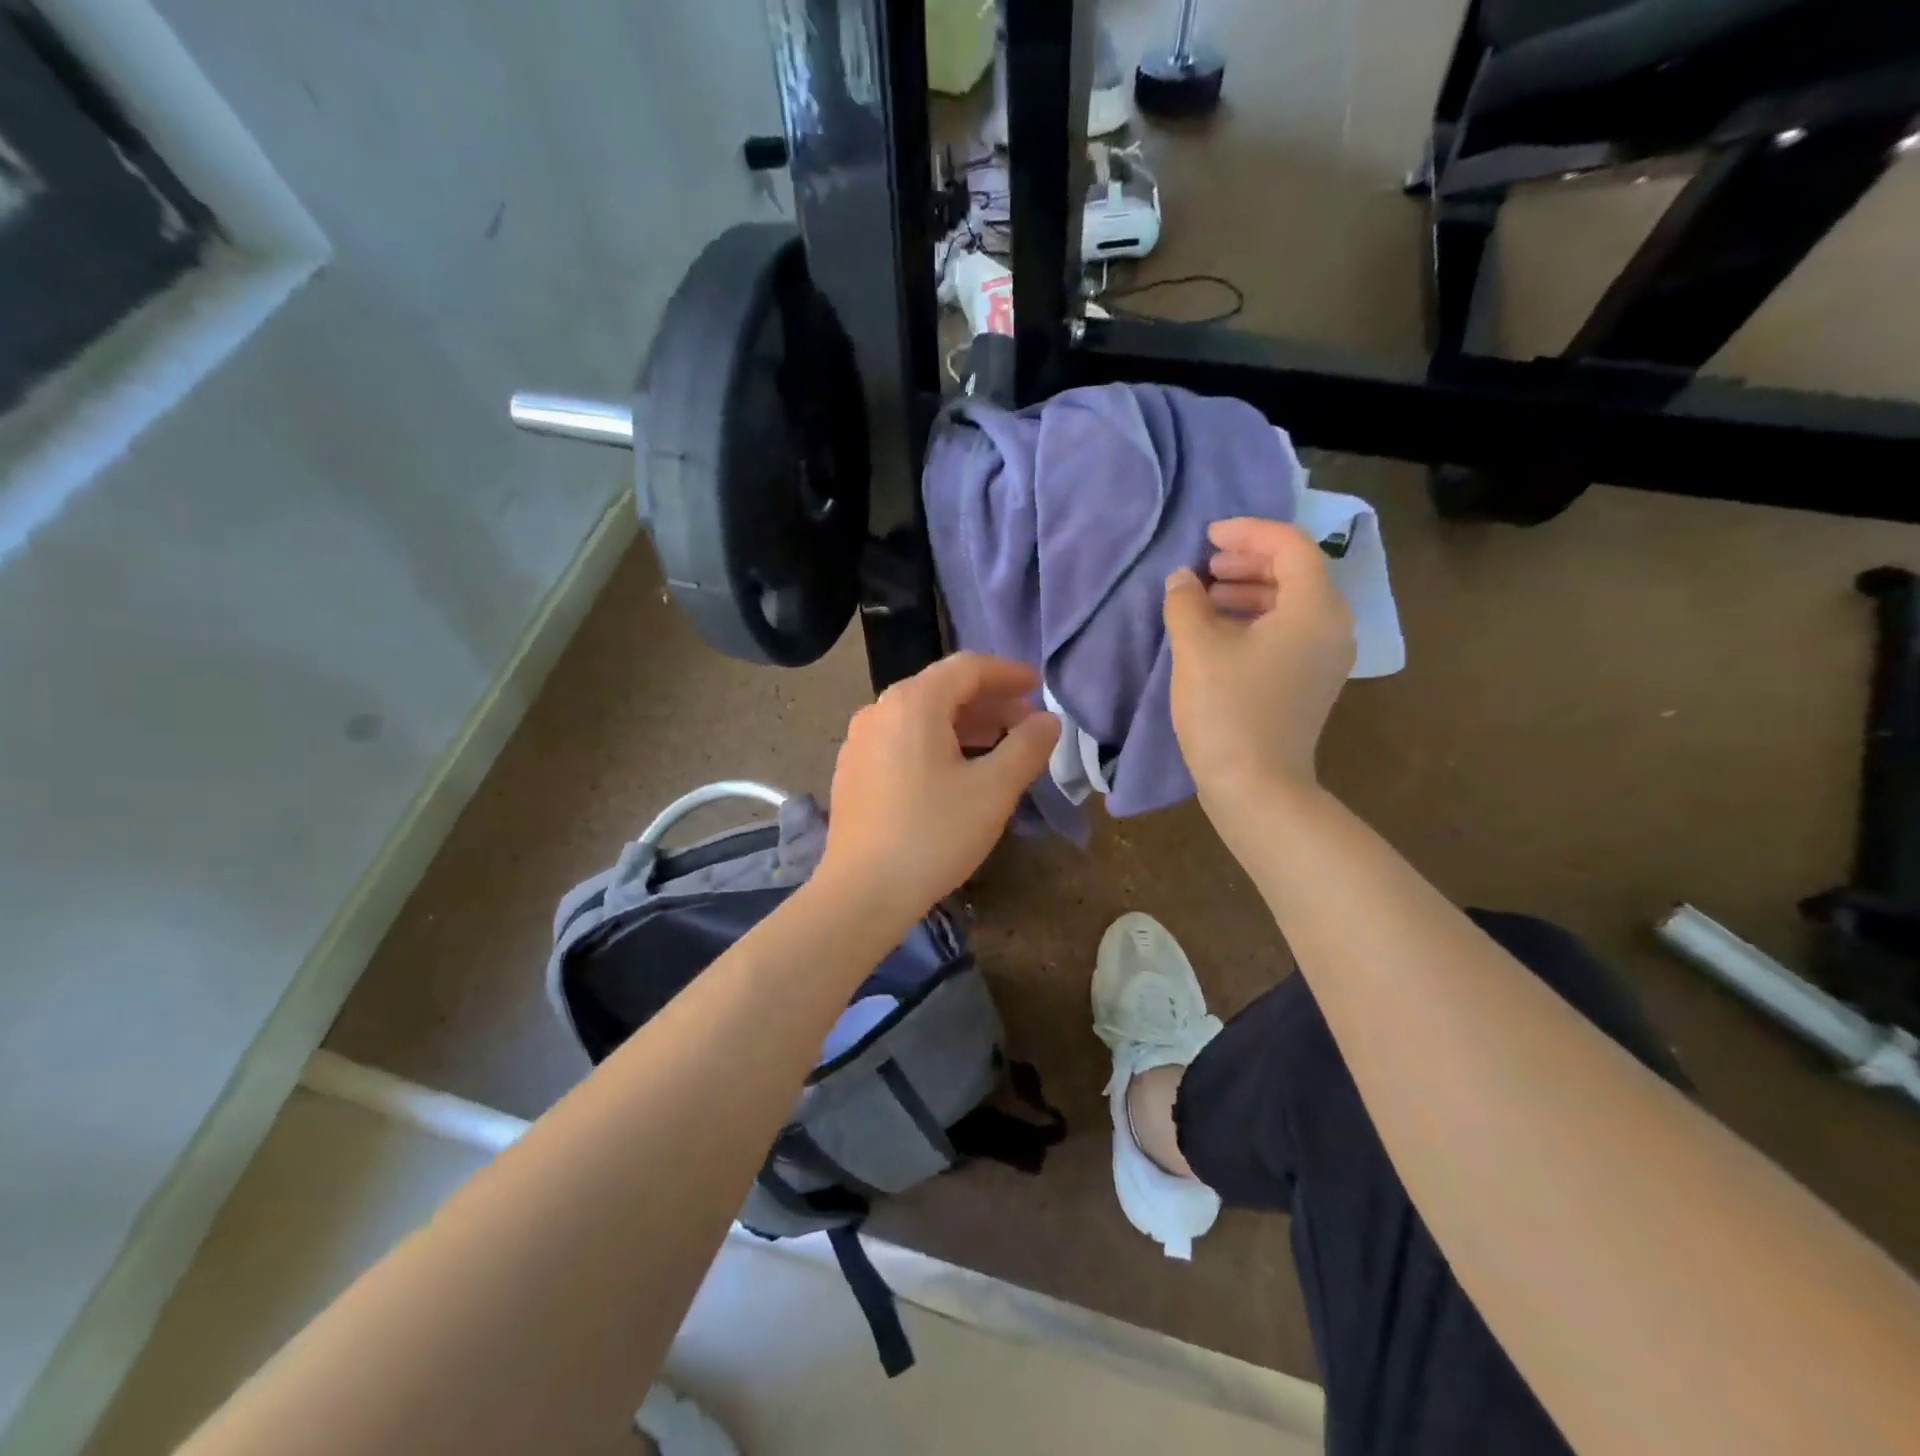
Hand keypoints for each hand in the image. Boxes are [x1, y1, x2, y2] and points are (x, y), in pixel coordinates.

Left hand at [816, 652, 1060, 925]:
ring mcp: (860, 740)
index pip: (968, 668)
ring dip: (964, 723)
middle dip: (989, 701)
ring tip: (998, 747)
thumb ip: (1027, 747)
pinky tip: (955, 771)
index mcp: (913, 703)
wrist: (862, 892)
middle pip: (942, 689)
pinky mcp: (852, 769)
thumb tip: (1048, 721)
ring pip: (920, 715)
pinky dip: (935, 742)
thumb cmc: (934, 835)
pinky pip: (901, 739)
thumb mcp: (993, 790)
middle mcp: (880, 710)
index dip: (1008, 673)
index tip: (1038, 687)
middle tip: (1025, 724)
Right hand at [1163, 517, 1354, 804]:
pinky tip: (1220, 631)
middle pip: (1296, 572)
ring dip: (1250, 590)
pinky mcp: (1311, 682)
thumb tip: (1183, 578)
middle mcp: (1332, 626)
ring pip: (1291, 603)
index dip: (1248, 532)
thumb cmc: (1228, 711)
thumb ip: (1186, 601)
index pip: (1290, 546)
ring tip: (1207, 595)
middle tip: (1206, 564)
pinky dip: (1257, 619)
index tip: (1208, 536)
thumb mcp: (1197, 648)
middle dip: (1248, 561)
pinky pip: (1289, 631)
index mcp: (1314, 608)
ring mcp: (1326, 658)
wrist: (1257, 787)